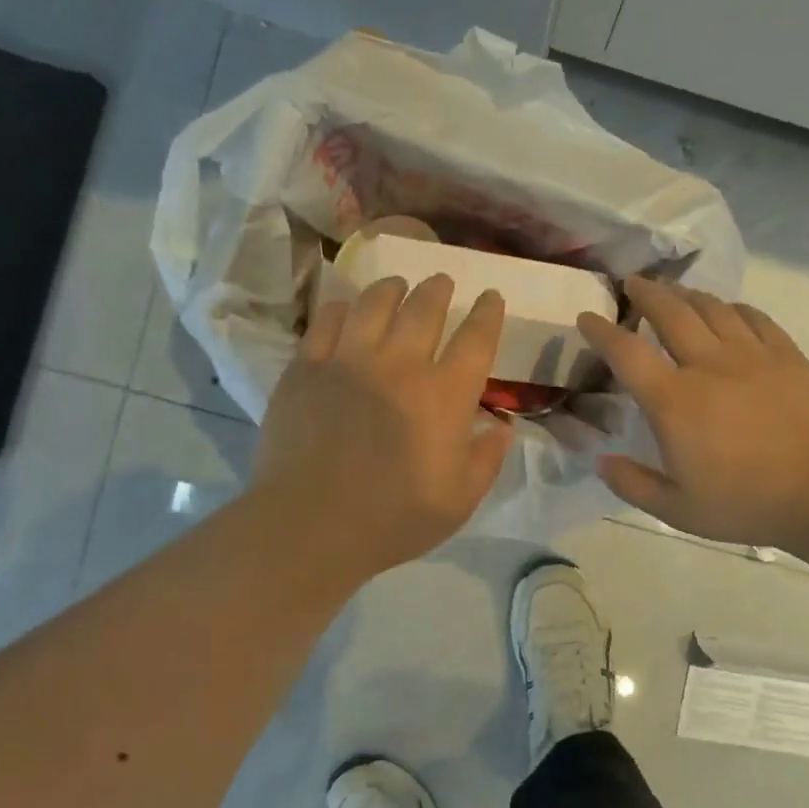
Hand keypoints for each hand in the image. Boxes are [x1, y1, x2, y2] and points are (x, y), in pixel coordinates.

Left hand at [252, 274, 513, 581]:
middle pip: (425, 307)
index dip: (488, 313)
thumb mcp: (460, 500)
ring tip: (398, 286)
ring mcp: (349, 360)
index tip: (490, 297)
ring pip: (375, 302)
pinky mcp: (307, 367)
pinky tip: (348, 310)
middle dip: (439, 288)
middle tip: (442, 283)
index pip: (476, 338)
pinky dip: (344, 308)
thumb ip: (487, 458)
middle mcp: (401, 364)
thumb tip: (501, 426)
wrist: (310, 525)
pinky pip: (329, 319)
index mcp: (445, 396)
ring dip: (393, 288)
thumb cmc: (394, 519)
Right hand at [578, 277, 808, 551]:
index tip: (587, 317)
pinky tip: (729, 310)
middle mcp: (708, 365)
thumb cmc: (747, 504)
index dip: (601, 331)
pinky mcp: (787, 356)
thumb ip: (633, 484)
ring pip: (712, 308)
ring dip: (687, 294)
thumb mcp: (678, 510)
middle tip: (632, 283)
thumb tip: (602, 461)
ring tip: (674, 291)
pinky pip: (755, 318)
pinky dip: (734, 308)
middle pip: (671, 312)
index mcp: (674, 401)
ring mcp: (752, 355)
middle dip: (645, 293)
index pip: (627, 353)